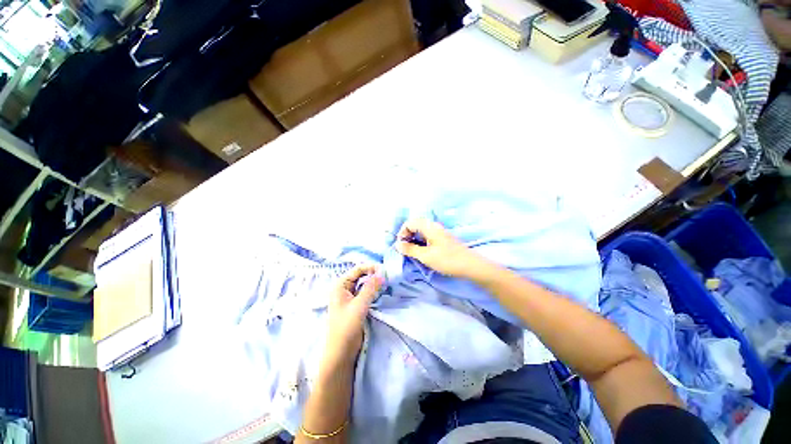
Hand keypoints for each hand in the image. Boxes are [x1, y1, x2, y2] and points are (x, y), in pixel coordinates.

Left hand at [323, 265, 382, 367]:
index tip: (385, 270)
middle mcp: (344, 288)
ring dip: (375, 282)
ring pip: (364, 283)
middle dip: (374, 274)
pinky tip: (382, 291)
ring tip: (387, 282)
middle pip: (361, 275)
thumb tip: (382, 273)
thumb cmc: (346, 327)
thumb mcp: (359, 305)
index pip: (358, 269)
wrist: (341, 352)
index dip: (371, 267)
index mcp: (341, 284)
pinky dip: (374, 290)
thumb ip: (371, 288)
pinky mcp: (356, 304)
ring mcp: (350, 296)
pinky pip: (366, 292)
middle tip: (388, 276)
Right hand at [395, 218, 489, 279]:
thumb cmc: (447, 259)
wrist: (470, 266)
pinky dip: (420, 242)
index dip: (402, 232)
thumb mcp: (426, 256)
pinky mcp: (442, 239)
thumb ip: (410, 249)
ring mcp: (439, 232)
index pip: (410, 222)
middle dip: (407, 235)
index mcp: (429, 227)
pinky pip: (427, 236)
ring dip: (413, 239)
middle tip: (405, 248)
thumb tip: (397, 245)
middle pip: (415, 225)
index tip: (401, 245)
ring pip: (421, 231)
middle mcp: (434, 226)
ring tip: (411, 252)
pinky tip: (421, 252)